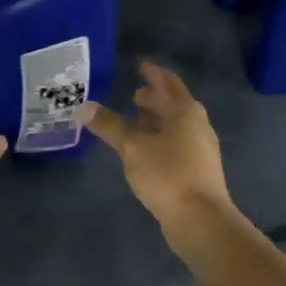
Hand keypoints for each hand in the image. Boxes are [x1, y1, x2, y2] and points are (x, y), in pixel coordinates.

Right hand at [81, 61, 231, 234]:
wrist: (201, 220)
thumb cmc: (168, 175)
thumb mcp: (132, 147)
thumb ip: (110, 125)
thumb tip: (84, 107)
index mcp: (185, 111)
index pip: (168, 82)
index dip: (153, 73)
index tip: (139, 65)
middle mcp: (197, 125)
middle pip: (174, 104)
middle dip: (154, 98)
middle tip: (133, 94)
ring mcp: (201, 149)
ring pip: (176, 125)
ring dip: (157, 120)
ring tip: (135, 119)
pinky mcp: (198, 170)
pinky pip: (177, 144)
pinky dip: (160, 138)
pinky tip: (145, 150)